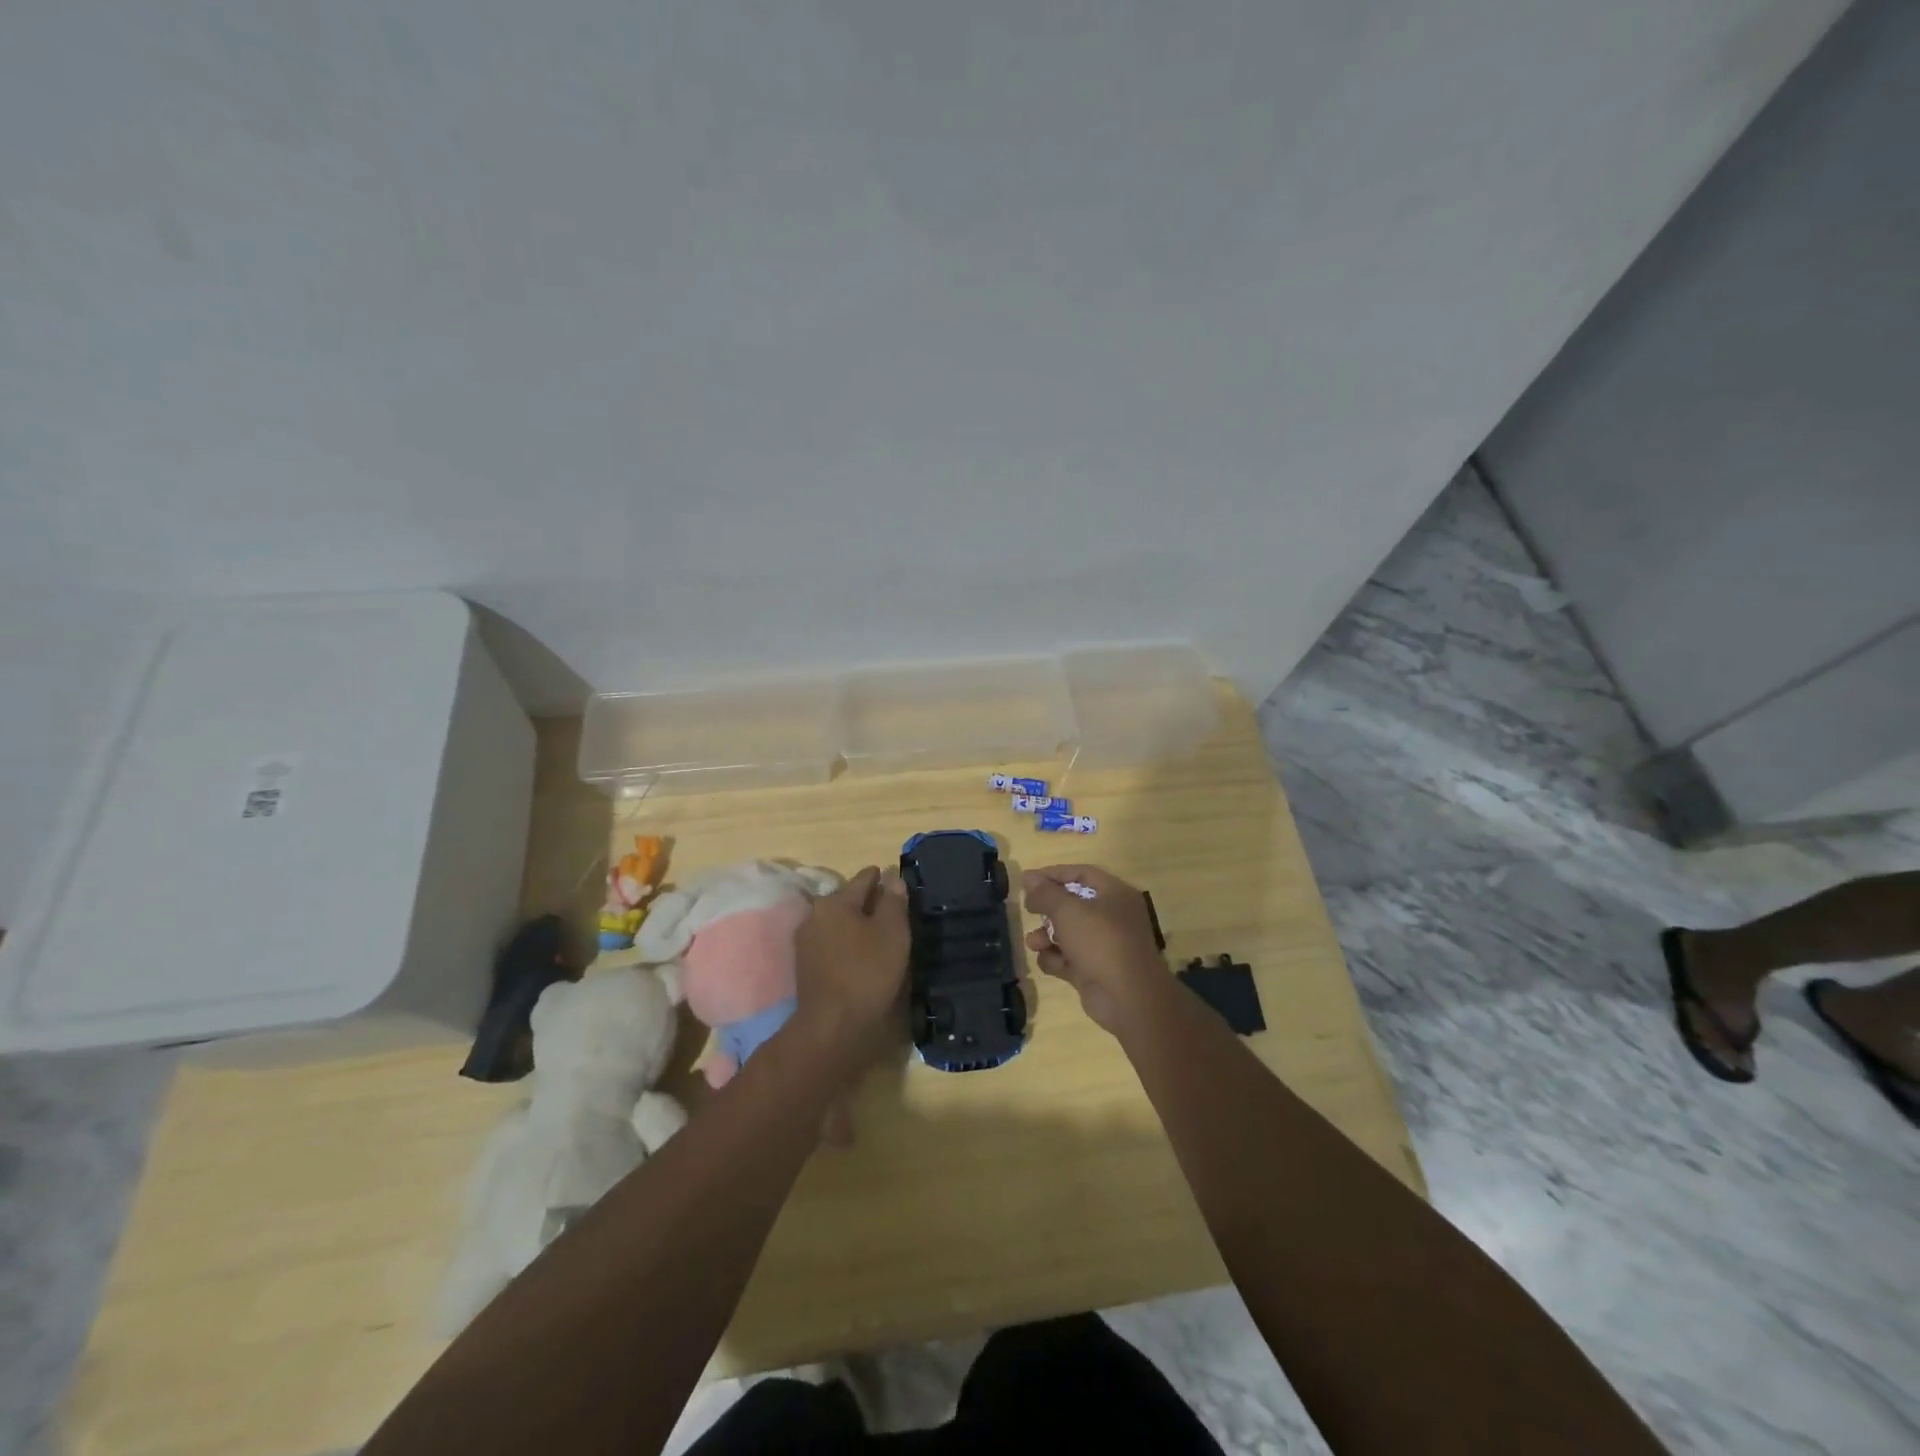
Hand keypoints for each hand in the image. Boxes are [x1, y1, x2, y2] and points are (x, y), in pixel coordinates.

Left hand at [790, 866, 910, 1068]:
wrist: (832, 1025)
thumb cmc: (867, 971)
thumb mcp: (892, 932)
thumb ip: (893, 900)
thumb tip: (892, 876)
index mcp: (835, 901)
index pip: (863, 878)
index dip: (883, 878)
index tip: (897, 883)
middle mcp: (814, 914)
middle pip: (847, 899)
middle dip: (868, 902)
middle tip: (892, 912)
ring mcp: (805, 941)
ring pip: (838, 921)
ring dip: (856, 924)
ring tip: (879, 935)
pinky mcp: (804, 965)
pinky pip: (831, 942)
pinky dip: (846, 942)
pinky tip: (861, 955)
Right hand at [1022, 865, 1170, 1036]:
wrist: (1128, 998)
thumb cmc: (1100, 942)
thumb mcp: (1068, 910)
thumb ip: (1045, 893)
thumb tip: (1029, 878)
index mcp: (1115, 894)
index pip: (1082, 874)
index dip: (1054, 874)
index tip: (1028, 880)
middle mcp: (1112, 916)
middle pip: (1073, 904)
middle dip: (1048, 909)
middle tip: (1028, 910)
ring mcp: (1104, 945)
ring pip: (1068, 933)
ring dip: (1047, 936)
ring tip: (1032, 942)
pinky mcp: (1095, 970)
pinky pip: (1069, 958)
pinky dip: (1057, 959)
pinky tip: (1050, 962)